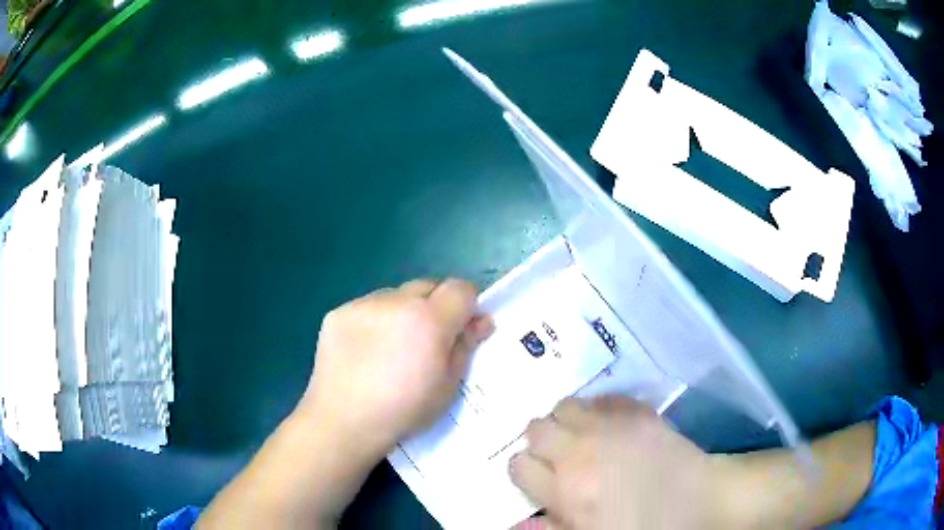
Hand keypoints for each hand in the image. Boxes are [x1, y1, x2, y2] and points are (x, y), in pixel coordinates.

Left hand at [297, 278, 493, 459]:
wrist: (343, 421)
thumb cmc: (403, 411)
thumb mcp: (447, 386)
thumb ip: (465, 347)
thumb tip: (480, 321)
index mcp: (429, 320)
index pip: (461, 288)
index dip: (467, 306)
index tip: (461, 329)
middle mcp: (396, 301)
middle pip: (428, 286)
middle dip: (435, 306)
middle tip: (427, 341)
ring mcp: (362, 304)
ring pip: (395, 296)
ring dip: (403, 312)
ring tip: (391, 347)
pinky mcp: (338, 313)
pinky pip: (367, 307)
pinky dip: (375, 321)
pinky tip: (365, 351)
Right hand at [510, 397, 738, 529]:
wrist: (700, 502)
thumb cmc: (644, 528)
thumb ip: (550, 529)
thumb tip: (514, 523)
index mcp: (566, 491)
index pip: (519, 465)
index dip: (525, 472)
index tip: (539, 478)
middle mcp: (581, 452)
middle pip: (535, 428)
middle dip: (540, 441)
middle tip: (559, 455)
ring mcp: (612, 427)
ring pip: (565, 405)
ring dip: (566, 420)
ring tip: (582, 436)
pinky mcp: (639, 412)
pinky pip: (603, 398)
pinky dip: (598, 409)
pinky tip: (610, 425)